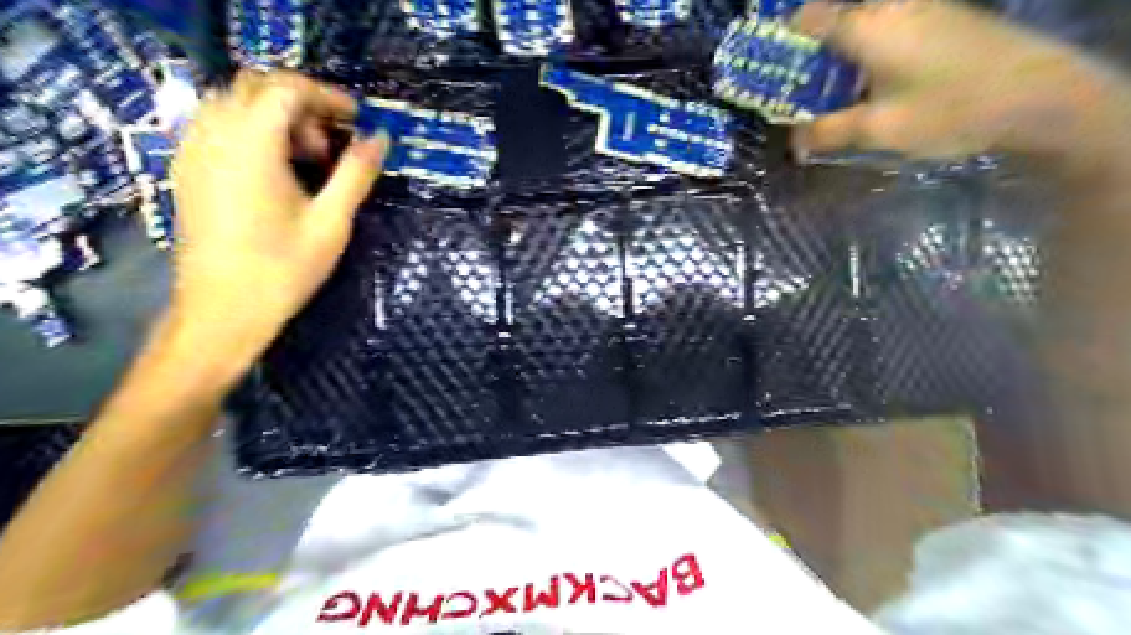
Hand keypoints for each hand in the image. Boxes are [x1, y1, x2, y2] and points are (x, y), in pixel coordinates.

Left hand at [168, 70, 385, 367]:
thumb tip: (380, 138)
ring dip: (278, 116)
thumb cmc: (283, 268)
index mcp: (251, 144)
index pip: (286, 90)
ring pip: (235, 103)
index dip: (327, 96)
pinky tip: (278, 169)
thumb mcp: (332, 222)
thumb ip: (356, 174)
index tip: (358, 118)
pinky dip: (254, 130)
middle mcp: (214, 135)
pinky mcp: (187, 169)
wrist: (223, 309)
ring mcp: (193, 150)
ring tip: (311, 158)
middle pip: (257, 87)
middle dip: (303, 103)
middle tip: (336, 140)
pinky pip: (219, 125)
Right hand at [790, 0, 1124, 163]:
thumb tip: (794, 143)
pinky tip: (868, 84)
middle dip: (808, 52)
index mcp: (866, 27)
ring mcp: (920, 9)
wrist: (1038, 96)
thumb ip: (827, 133)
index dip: (781, 39)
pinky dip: (865, 53)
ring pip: (861, 23)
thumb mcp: (877, 129)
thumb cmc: (948, 109)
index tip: (767, 67)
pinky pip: (886, 28)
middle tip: (794, 88)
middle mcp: (890, 8)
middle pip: (833, 19)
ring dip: (837, 54)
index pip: (807, 18)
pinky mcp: (941, 19)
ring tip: (827, 92)